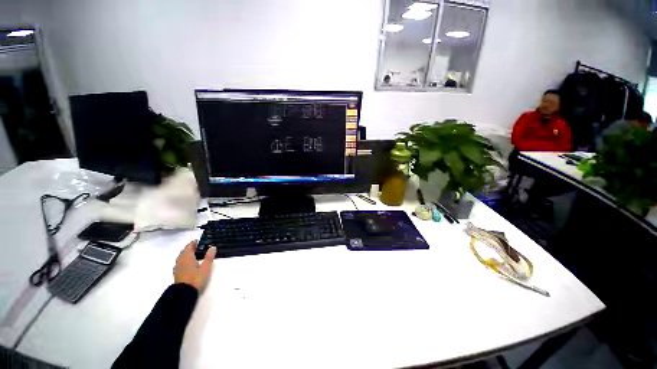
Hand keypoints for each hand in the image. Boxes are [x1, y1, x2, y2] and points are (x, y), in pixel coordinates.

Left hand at [173, 241, 215, 291]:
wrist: (184, 294)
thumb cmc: (196, 278)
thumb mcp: (206, 267)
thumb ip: (209, 257)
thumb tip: (212, 247)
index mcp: (187, 257)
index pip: (189, 246)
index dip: (194, 243)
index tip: (199, 241)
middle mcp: (180, 260)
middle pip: (184, 251)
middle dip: (190, 248)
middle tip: (198, 246)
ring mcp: (177, 267)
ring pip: (181, 257)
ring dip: (187, 254)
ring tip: (195, 254)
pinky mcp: (177, 273)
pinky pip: (181, 263)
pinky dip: (185, 260)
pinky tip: (189, 263)